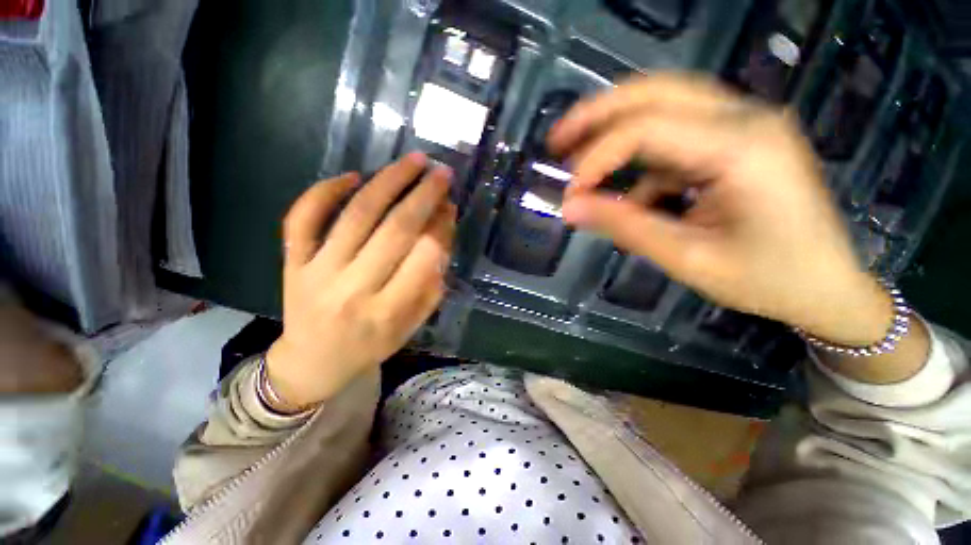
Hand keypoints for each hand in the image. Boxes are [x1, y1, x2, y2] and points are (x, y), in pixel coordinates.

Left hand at [266, 153, 454, 411]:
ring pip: (356, 215)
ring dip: (389, 181)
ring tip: (413, 161)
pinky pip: (303, 217)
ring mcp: (316, 272)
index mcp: (387, 312)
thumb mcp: (412, 323)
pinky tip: (354, 177)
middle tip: (441, 172)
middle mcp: (352, 289)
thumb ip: (432, 282)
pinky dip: (325, 191)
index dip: (441, 227)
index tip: (450, 207)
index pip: (423, 258)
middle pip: (394, 229)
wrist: (313, 362)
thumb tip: (442, 230)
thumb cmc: (371, 345)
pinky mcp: (292, 262)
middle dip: (424, 195)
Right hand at [549, 75, 893, 347]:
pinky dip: (640, 160)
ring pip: (664, 103)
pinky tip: (627, 192)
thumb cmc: (768, 280)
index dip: (596, 158)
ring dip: (615, 126)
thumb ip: (625, 226)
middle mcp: (746, 117)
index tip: (571, 194)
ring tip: (576, 153)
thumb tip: (570, 208)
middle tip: (557, 140)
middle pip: (656, 91)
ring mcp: (744, 124)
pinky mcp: (737, 139)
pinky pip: (675, 136)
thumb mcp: (687, 258)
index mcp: (743, 146)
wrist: (827, 287)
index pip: (646, 129)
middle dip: (597, 114)